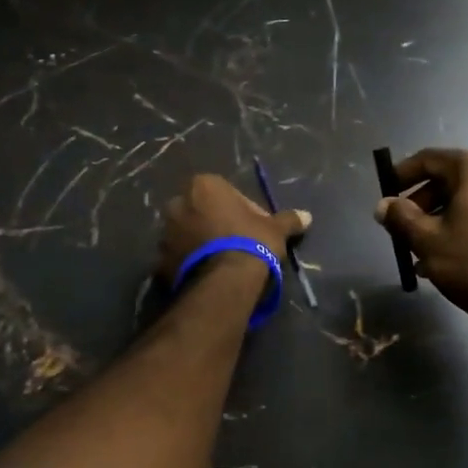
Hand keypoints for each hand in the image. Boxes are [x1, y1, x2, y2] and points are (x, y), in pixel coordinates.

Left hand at [158, 173, 310, 282]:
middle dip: (215, 223)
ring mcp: (166, 233)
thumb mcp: (275, 229)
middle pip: (201, 210)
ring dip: (200, 243)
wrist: (224, 281)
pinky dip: (189, 264)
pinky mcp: (160, 260)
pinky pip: (178, 258)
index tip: (253, 227)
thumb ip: (288, 219)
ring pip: (187, 234)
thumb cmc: (250, 242)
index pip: (224, 192)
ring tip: (222, 262)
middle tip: (237, 243)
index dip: (241, 209)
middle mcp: (178, 203)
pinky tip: (208, 275)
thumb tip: (307, 216)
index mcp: (203, 186)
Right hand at [374, 148, 467, 330]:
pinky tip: (445, 257)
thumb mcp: (427, 241)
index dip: (402, 174)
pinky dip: (460, 227)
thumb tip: (384, 205)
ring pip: (464, 200)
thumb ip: (401, 218)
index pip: (429, 159)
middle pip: (448, 179)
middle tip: (400, 227)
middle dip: (420, 203)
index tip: (385, 193)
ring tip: (418, 250)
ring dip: (438, 219)